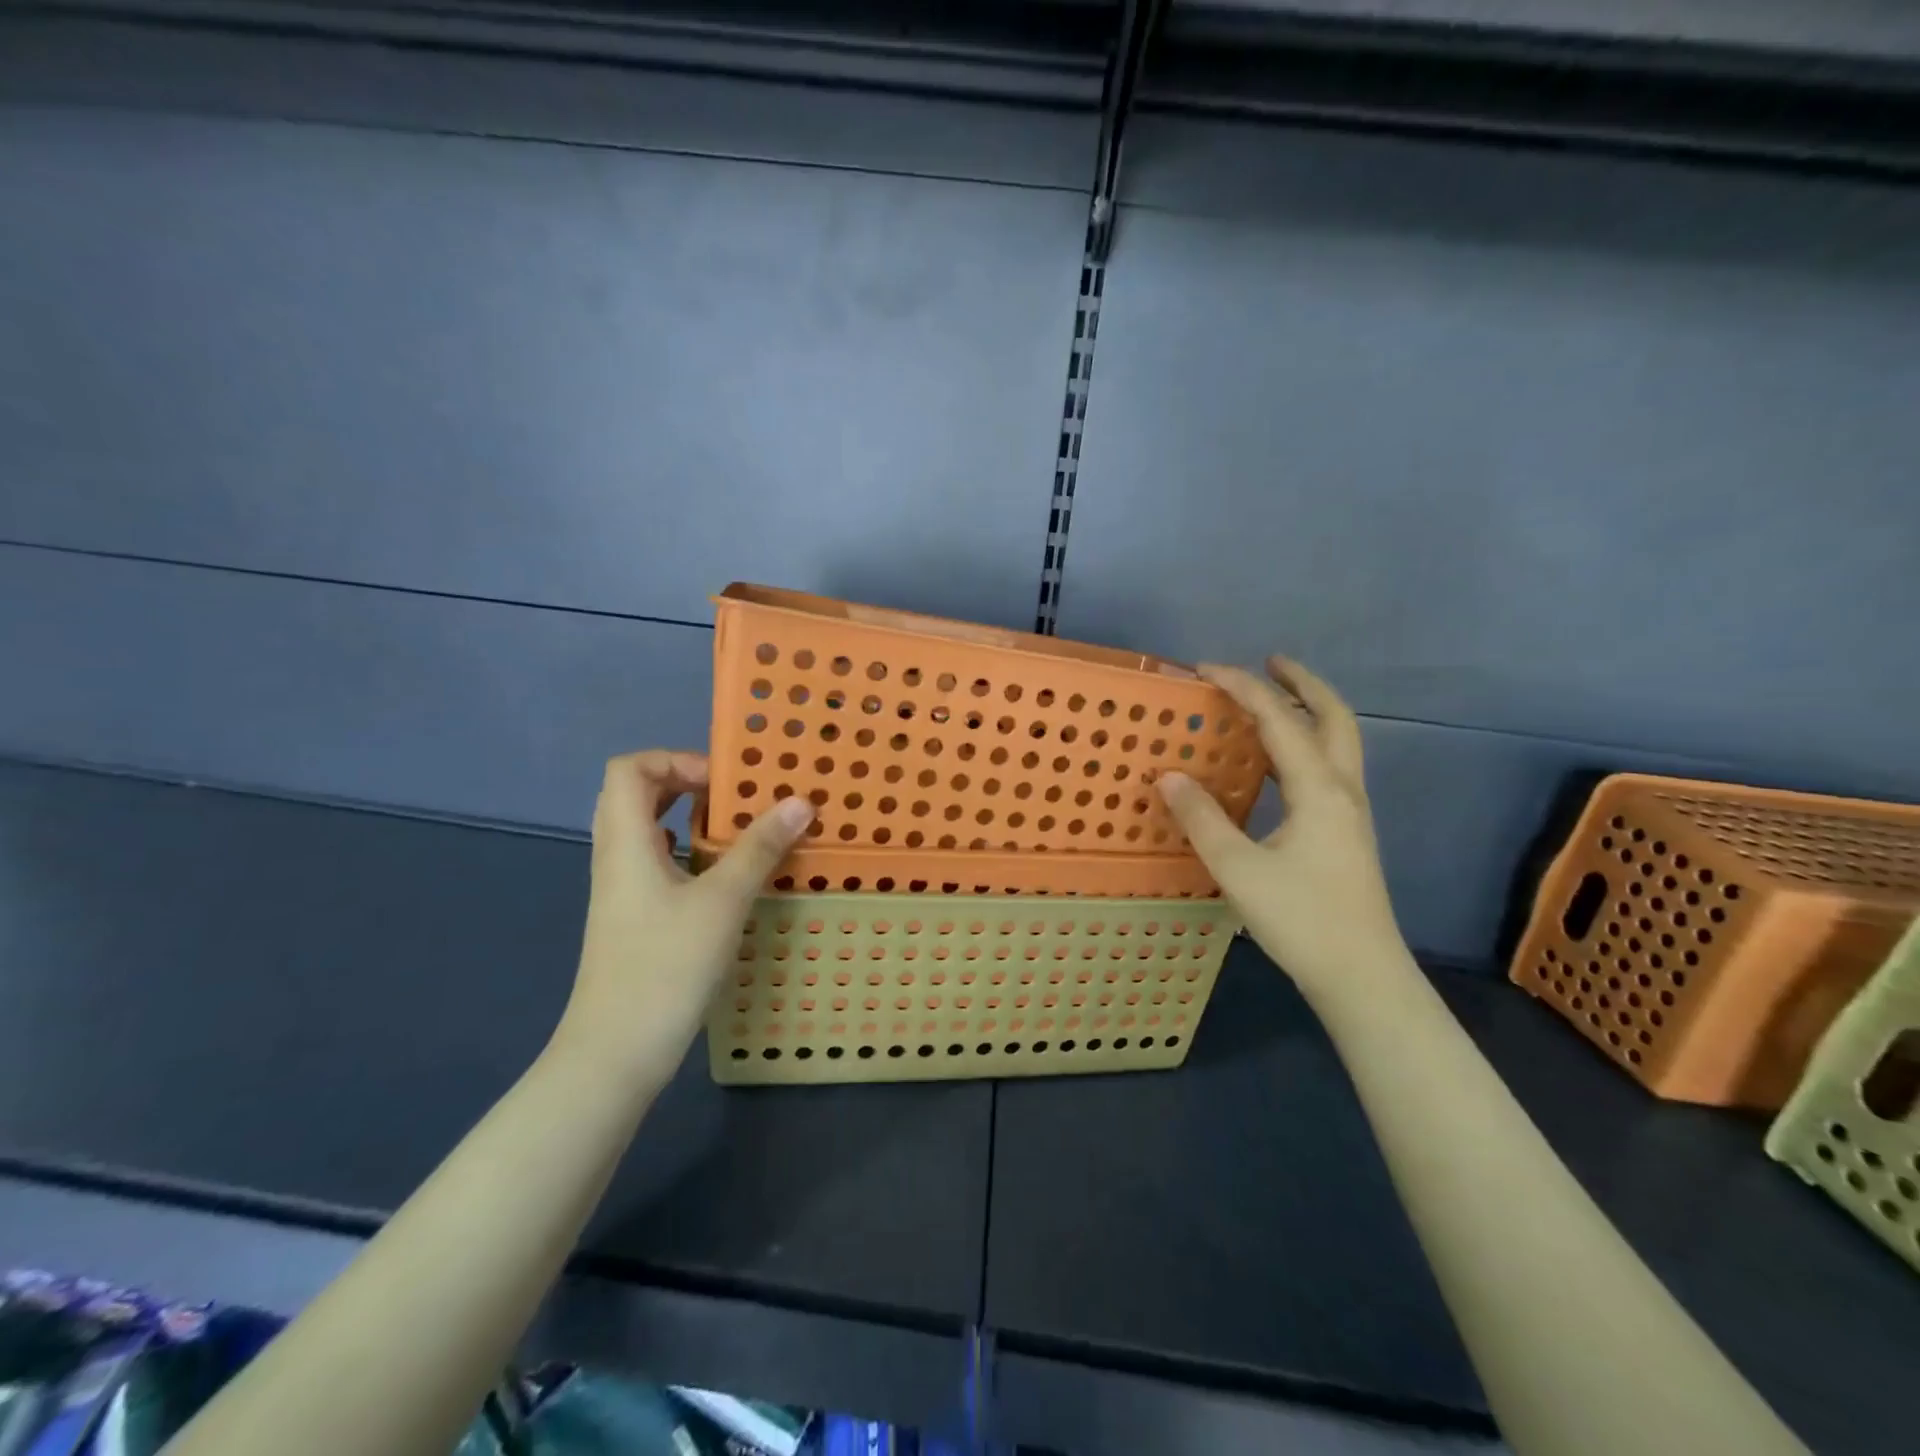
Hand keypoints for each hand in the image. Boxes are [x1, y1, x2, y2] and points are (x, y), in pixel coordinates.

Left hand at [554, 750, 813, 1090]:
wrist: (616, 1052)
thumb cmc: (665, 967)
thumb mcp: (722, 901)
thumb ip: (759, 848)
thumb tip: (800, 802)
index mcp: (626, 842)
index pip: (628, 769)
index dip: (674, 760)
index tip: (723, 782)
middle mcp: (616, 857)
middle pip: (634, 793)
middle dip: (683, 782)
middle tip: (732, 797)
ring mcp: (620, 890)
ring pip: (644, 829)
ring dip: (685, 816)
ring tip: (734, 828)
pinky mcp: (632, 917)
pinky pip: (654, 861)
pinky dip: (684, 850)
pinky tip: (719, 873)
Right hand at [1156, 658, 1408, 996]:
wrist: (1362, 976)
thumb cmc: (1301, 920)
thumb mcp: (1238, 869)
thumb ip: (1202, 819)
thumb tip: (1168, 777)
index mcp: (1319, 789)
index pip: (1279, 720)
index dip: (1242, 687)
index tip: (1205, 669)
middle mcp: (1342, 790)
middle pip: (1333, 717)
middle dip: (1302, 683)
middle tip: (1269, 661)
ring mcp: (1350, 812)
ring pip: (1336, 742)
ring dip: (1307, 711)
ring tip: (1271, 701)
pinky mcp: (1346, 833)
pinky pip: (1327, 768)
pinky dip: (1303, 745)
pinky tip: (1275, 765)